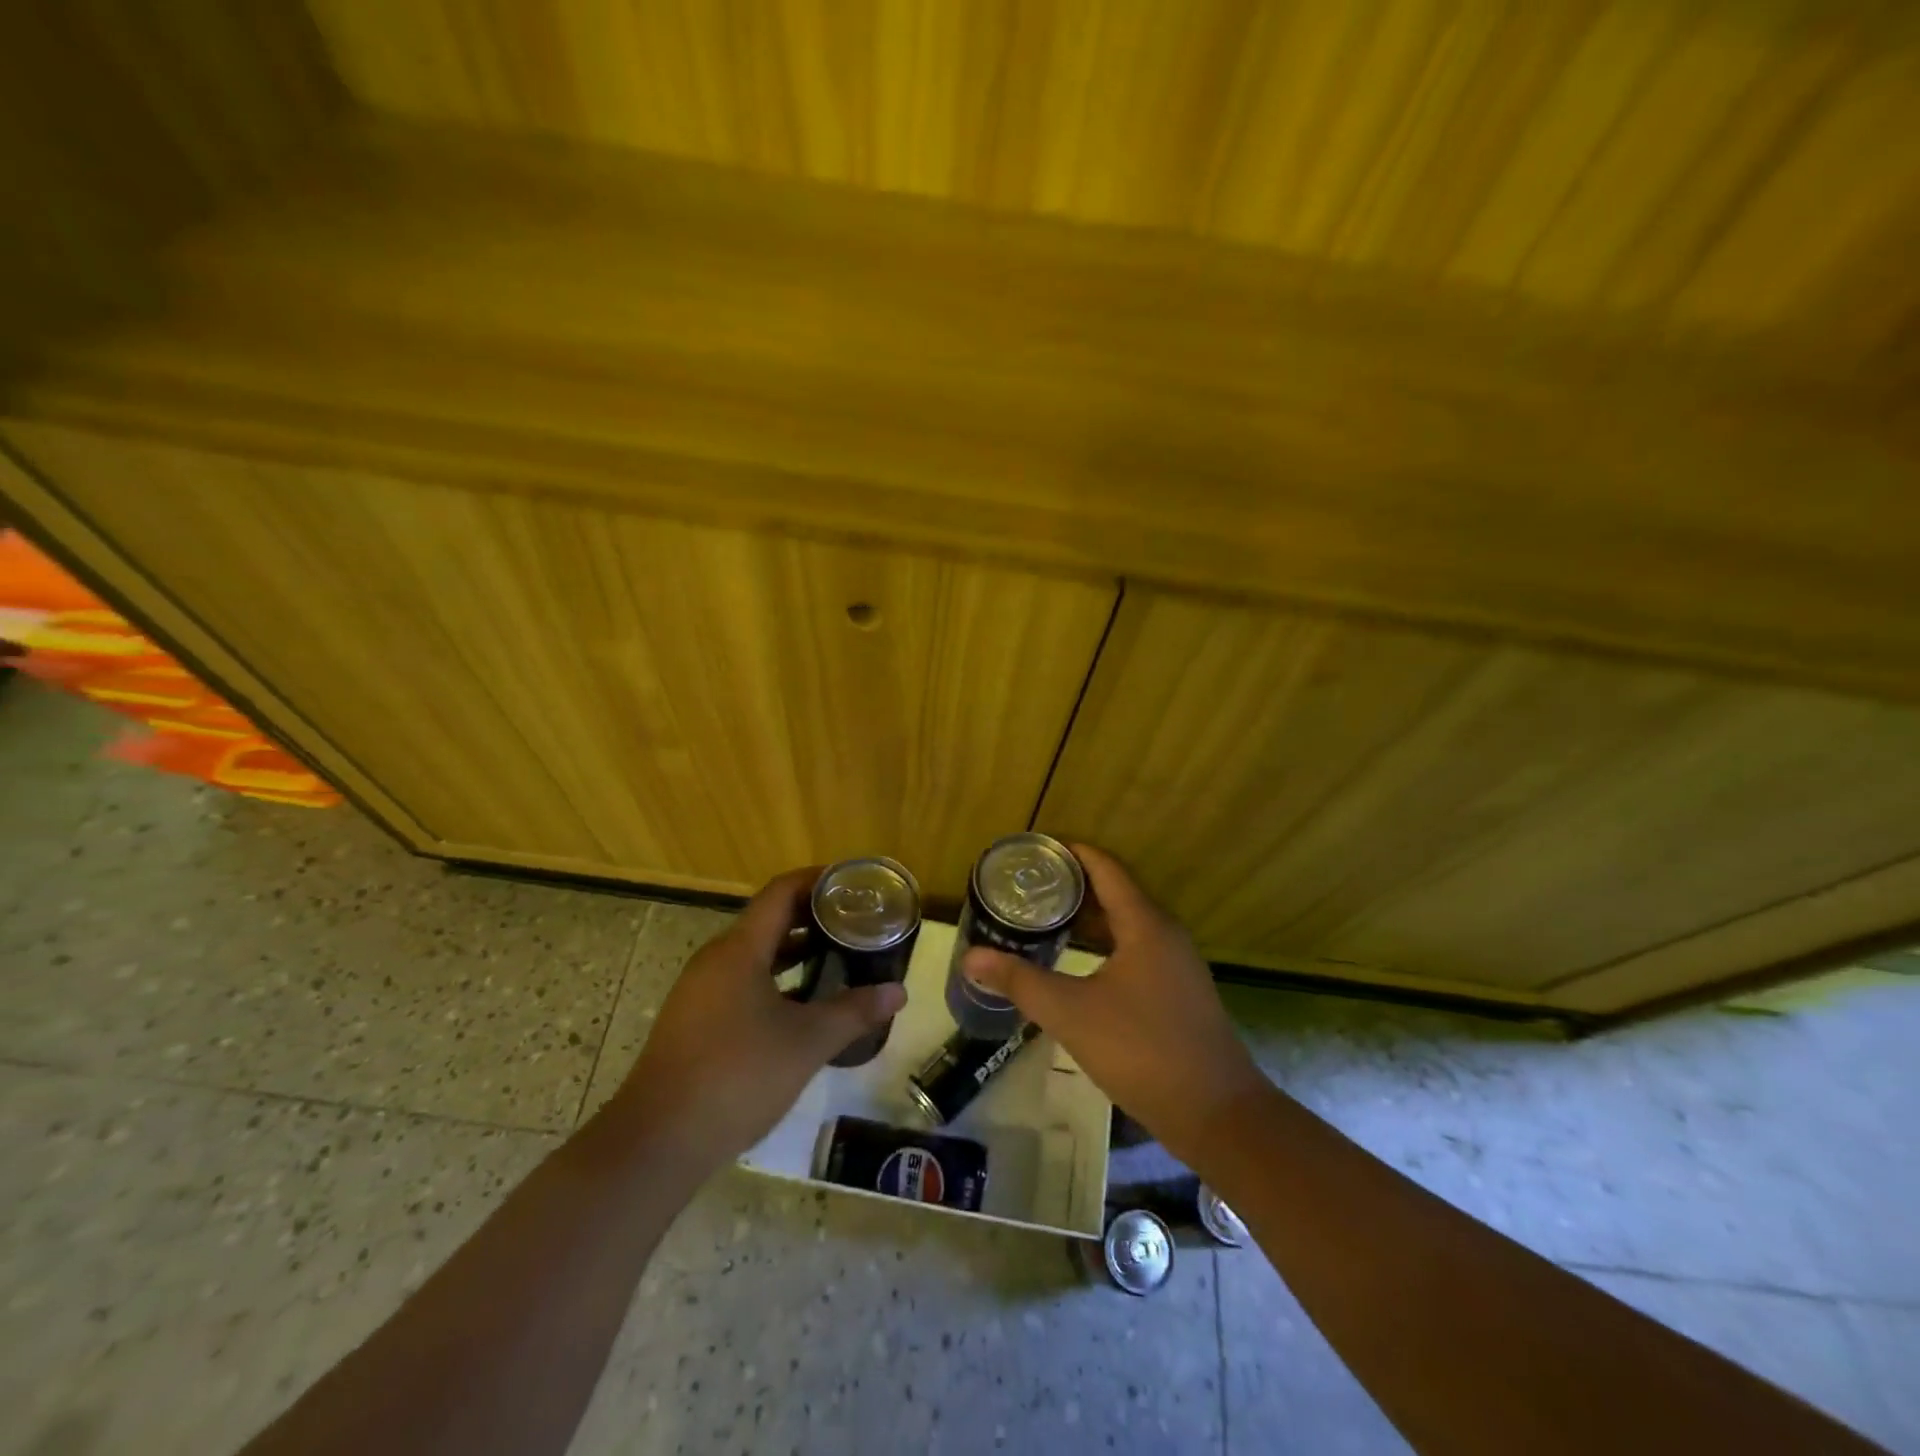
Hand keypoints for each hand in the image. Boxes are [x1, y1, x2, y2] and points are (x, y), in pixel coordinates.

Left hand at [613, 867, 904, 1173]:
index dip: (818, 881)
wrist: (658, 1141)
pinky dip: (774, 980)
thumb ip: (854, 1012)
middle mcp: (716, 959)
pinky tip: (800, 1006)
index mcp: (739, 950)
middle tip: (855, 923)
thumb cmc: (737, 1076)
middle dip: (813, 917)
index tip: (853, 884)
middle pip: (768, 919)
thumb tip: (898, 991)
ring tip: (837, 958)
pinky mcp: (694, 1020)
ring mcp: (700, 991)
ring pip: (755, 954)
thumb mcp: (806, 1042)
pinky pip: (741, 981)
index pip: (781, 892)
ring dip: (794, 951)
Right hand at [962, 843, 1264, 1163]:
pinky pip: (1136, 947)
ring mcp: (1176, 963)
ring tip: (1045, 918)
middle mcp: (1165, 933)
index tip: (1035, 850)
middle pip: (1116, 891)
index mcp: (1144, 924)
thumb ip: (1020, 981)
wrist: (1216, 1113)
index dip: (1072, 852)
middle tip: (1028, 887)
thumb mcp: (1071, 1013)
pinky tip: (1079, 963)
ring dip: (1089, 916)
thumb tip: (971, 957)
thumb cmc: (1141, 1050)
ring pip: (1126, 923)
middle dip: (1073, 885)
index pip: (1105, 868)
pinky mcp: (1178, 990)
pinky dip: (1105, 942)